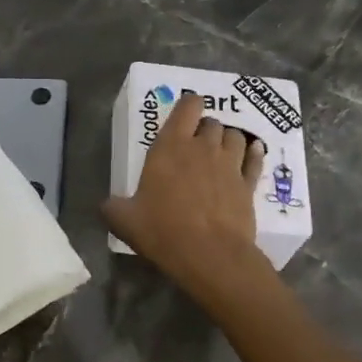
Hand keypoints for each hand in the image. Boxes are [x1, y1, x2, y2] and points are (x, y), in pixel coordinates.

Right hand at [101, 92, 268, 300]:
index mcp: (170, 147)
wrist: (210, 256)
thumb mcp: (124, 220)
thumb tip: (106, 205)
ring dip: (228, 140)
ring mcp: (230, 165)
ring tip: (221, 152)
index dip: (188, 105)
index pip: (187, 106)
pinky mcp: (249, 185)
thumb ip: (113, 207)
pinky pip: (255, 160)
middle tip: (195, 145)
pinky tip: (252, 154)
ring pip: (236, 137)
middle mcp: (203, 148)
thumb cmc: (162, 230)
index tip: (185, 114)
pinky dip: (254, 154)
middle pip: (212, 122)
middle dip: (205, 129)